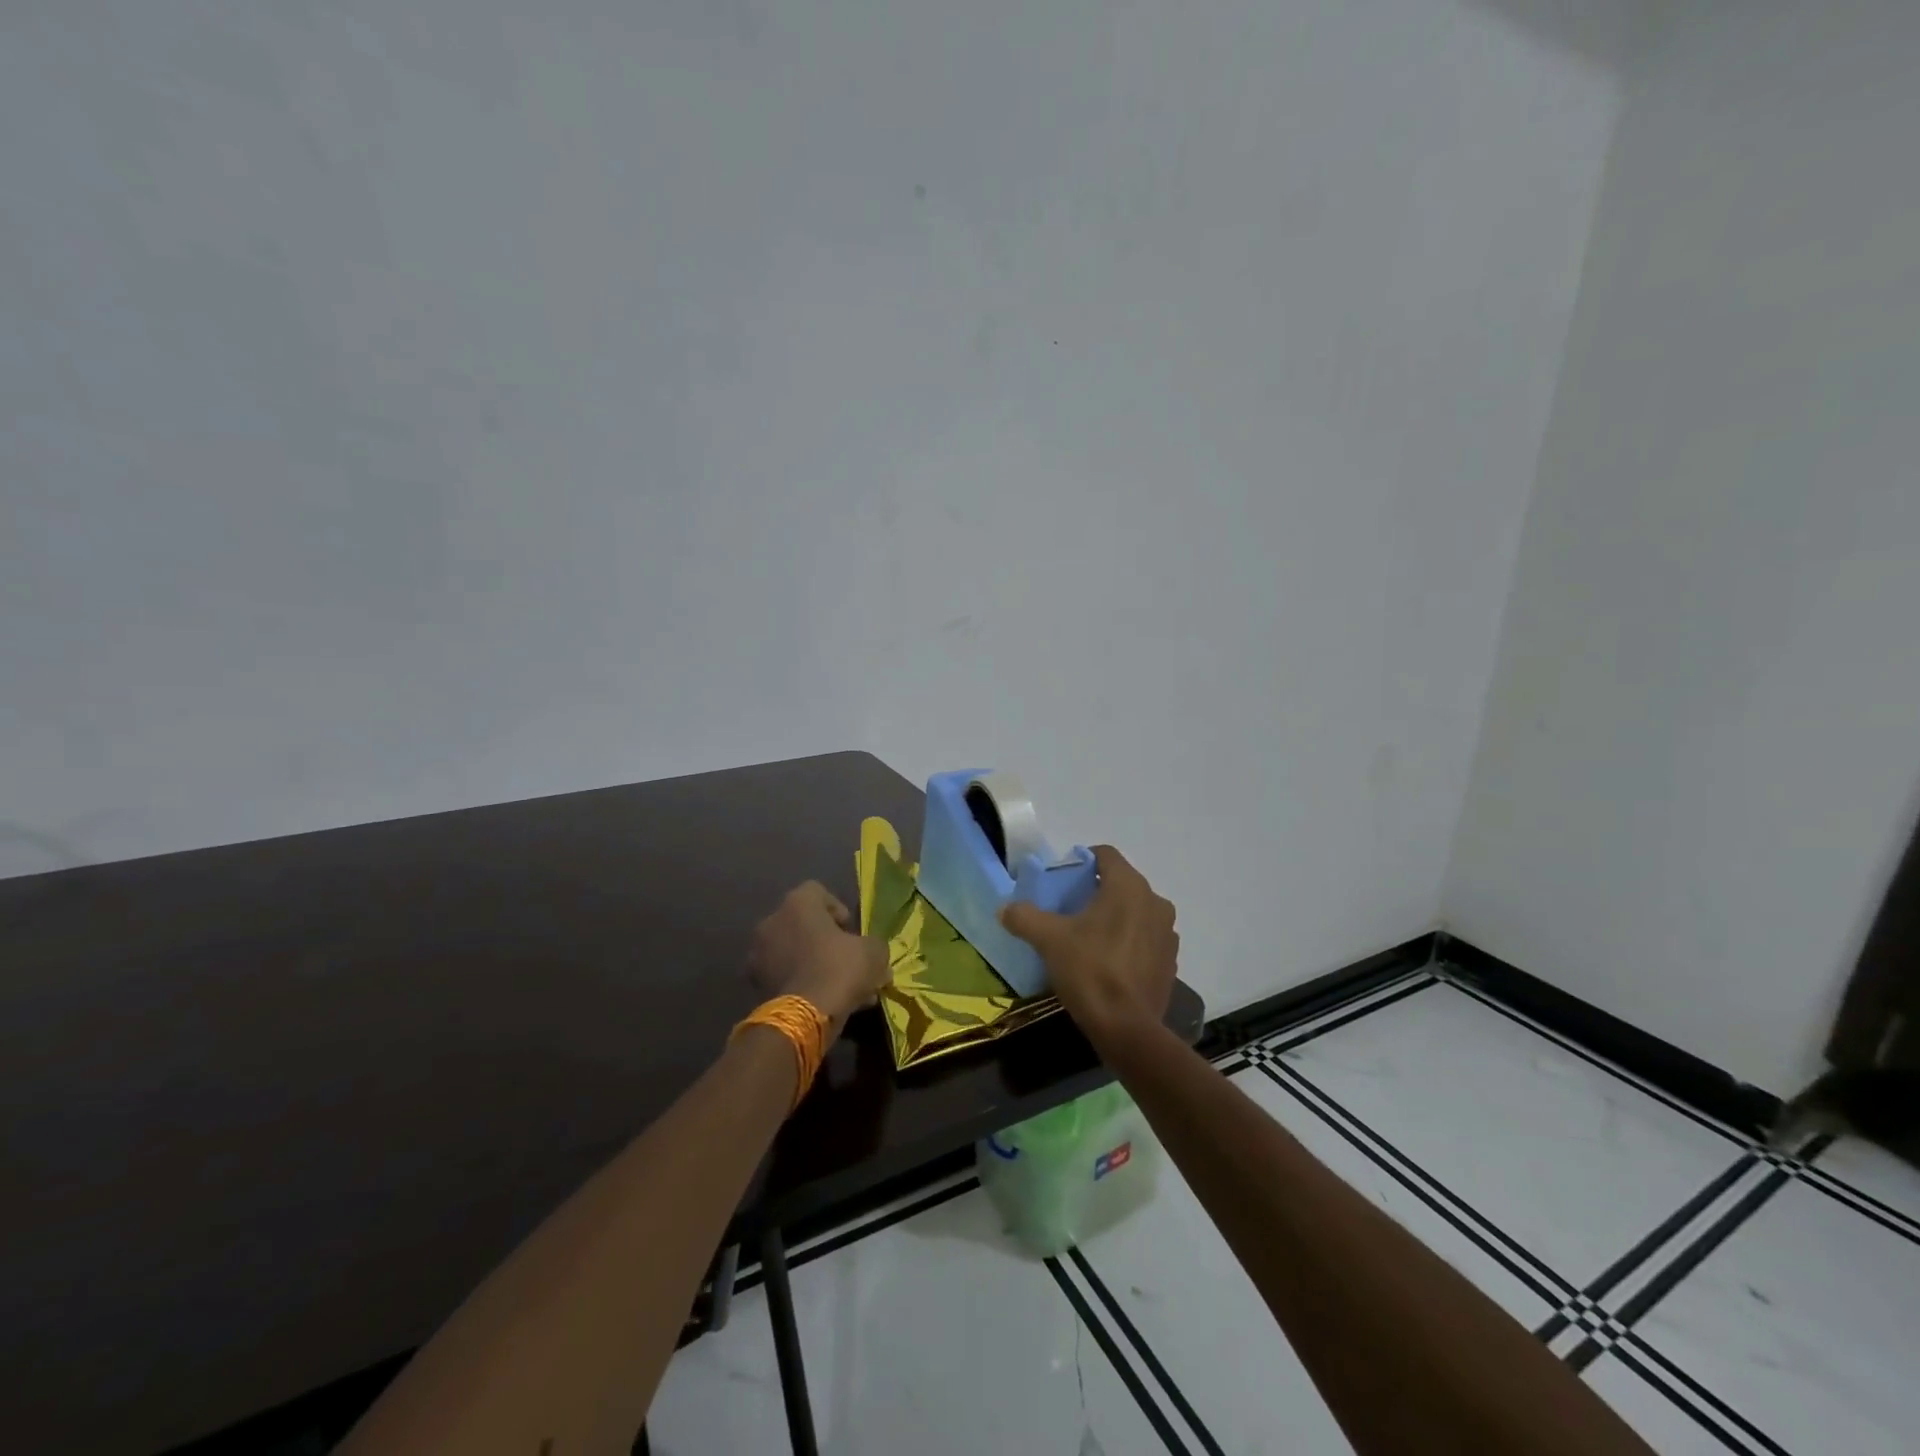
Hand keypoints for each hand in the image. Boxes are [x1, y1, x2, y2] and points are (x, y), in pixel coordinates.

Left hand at [747, 881, 890, 1035]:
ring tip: (840, 986)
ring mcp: (759, 953)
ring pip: (794, 951)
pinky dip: (802, 982)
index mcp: (797, 903)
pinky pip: (785, 975)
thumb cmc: (840, 968)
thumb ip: (874, 946)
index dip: (838, 909)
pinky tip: (824, 1000)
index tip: (850, 931)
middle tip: (847, 960)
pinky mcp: (756, 983)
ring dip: (814, 962)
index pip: (817, 892)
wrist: (806, 1015)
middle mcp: (772, 921)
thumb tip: (872, 954)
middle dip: (826, 940)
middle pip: (804, 923)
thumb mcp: (873, 952)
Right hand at [999, 845, 1177, 1043]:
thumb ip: (1024, 917)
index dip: (1083, 861)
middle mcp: (1155, 902)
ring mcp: (1168, 933)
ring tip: (1089, 937)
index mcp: (1129, 886)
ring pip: (1136, 911)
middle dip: (1097, 891)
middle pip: (1121, 883)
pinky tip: (1109, 962)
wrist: (1127, 1029)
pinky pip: (1146, 939)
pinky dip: (1130, 942)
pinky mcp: (1171, 962)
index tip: (1063, 880)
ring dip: (1116, 917)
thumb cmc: (1090, 971)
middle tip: (1070, 910)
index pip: (1106, 855)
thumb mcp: (1049, 940)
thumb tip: (1004, 908)